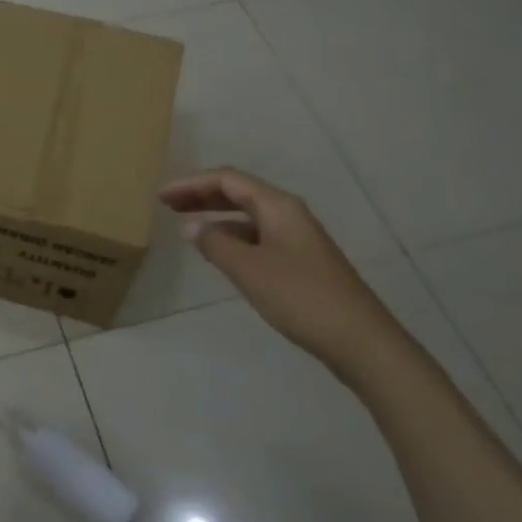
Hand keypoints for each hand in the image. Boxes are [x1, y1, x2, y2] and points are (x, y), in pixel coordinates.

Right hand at [159, 167, 401, 375]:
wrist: (361, 341)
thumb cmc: (301, 297)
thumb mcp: (249, 269)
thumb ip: (216, 244)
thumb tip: (192, 228)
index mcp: (278, 206)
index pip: (227, 180)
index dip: (191, 184)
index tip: (160, 196)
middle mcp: (288, 214)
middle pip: (238, 192)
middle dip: (201, 196)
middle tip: (167, 205)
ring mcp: (296, 238)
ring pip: (248, 215)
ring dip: (216, 216)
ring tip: (186, 227)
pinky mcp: (300, 262)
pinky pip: (257, 236)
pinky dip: (232, 237)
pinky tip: (219, 253)